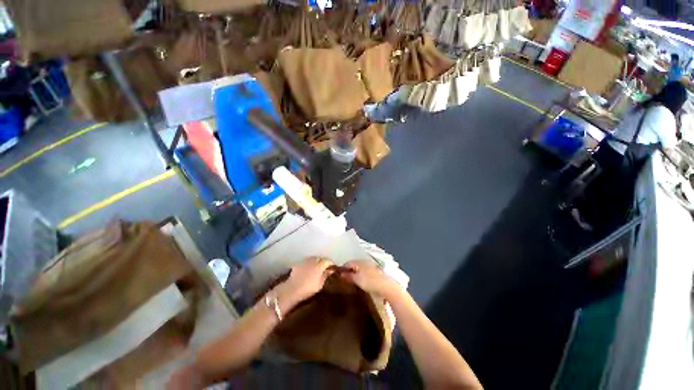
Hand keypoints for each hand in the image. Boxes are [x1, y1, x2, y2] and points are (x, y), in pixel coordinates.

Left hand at [276, 257, 333, 304]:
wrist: (292, 289)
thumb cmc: (308, 288)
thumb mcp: (320, 284)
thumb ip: (326, 275)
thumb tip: (330, 270)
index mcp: (319, 265)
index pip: (328, 261)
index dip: (331, 263)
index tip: (333, 267)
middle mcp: (313, 260)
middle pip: (320, 258)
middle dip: (323, 261)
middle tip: (325, 267)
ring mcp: (304, 261)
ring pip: (313, 258)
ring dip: (316, 261)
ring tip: (317, 267)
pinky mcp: (298, 264)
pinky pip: (306, 261)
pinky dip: (309, 263)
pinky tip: (309, 269)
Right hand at [341, 260, 399, 297]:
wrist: (386, 286)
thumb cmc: (369, 282)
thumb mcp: (357, 280)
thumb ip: (348, 276)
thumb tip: (341, 273)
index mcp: (359, 261)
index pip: (347, 263)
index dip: (342, 269)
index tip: (338, 276)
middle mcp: (364, 261)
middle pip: (354, 265)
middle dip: (349, 271)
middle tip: (344, 280)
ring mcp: (370, 266)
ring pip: (359, 268)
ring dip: (355, 273)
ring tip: (352, 282)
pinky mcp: (374, 272)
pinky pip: (364, 272)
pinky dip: (361, 275)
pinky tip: (361, 282)